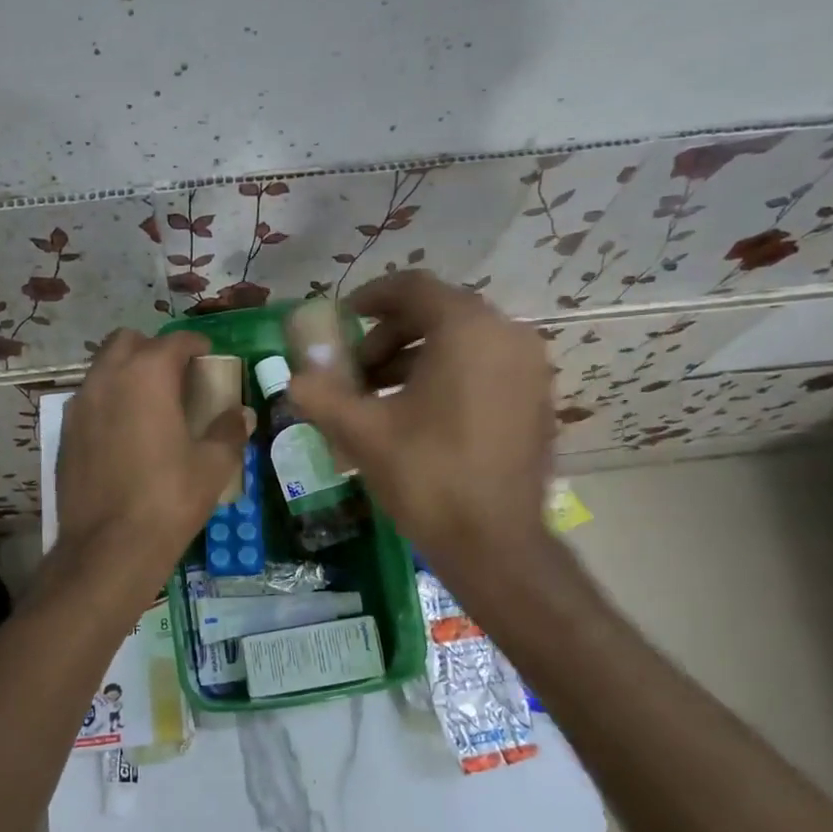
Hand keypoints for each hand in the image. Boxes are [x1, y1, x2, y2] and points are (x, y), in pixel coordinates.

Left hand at [53, 328, 252, 578]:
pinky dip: (109, 402)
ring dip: (128, 374)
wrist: (108, 548)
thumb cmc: (168, 499)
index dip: (197, 345)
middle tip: (177, 378)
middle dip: (154, 350)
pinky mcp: (65, 433)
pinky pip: (90, 400)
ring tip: (152, 405)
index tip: (210, 357)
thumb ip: (229, 431)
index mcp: (147, 376)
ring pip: (103, 369)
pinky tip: (127, 435)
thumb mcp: (213, 466)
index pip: (175, 341)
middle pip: (128, 342)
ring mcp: (80, 405)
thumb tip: (241, 414)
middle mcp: (107, 379)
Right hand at [287, 271, 552, 563]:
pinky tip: (419, 416)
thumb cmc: (427, 476)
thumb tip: (294, 374)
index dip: (370, 298)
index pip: (413, 287)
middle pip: (438, 313)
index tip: (341, 321)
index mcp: (467, 329)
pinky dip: (448, 376)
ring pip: (462, 342)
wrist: (496, 544)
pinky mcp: (537, 400)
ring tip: (379, 398)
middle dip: (388, 336)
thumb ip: (320, 391)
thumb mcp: (362, 431)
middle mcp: (508, 335)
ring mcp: (530, 368)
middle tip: (356, 372)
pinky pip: (485, 367)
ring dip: (415, 359)